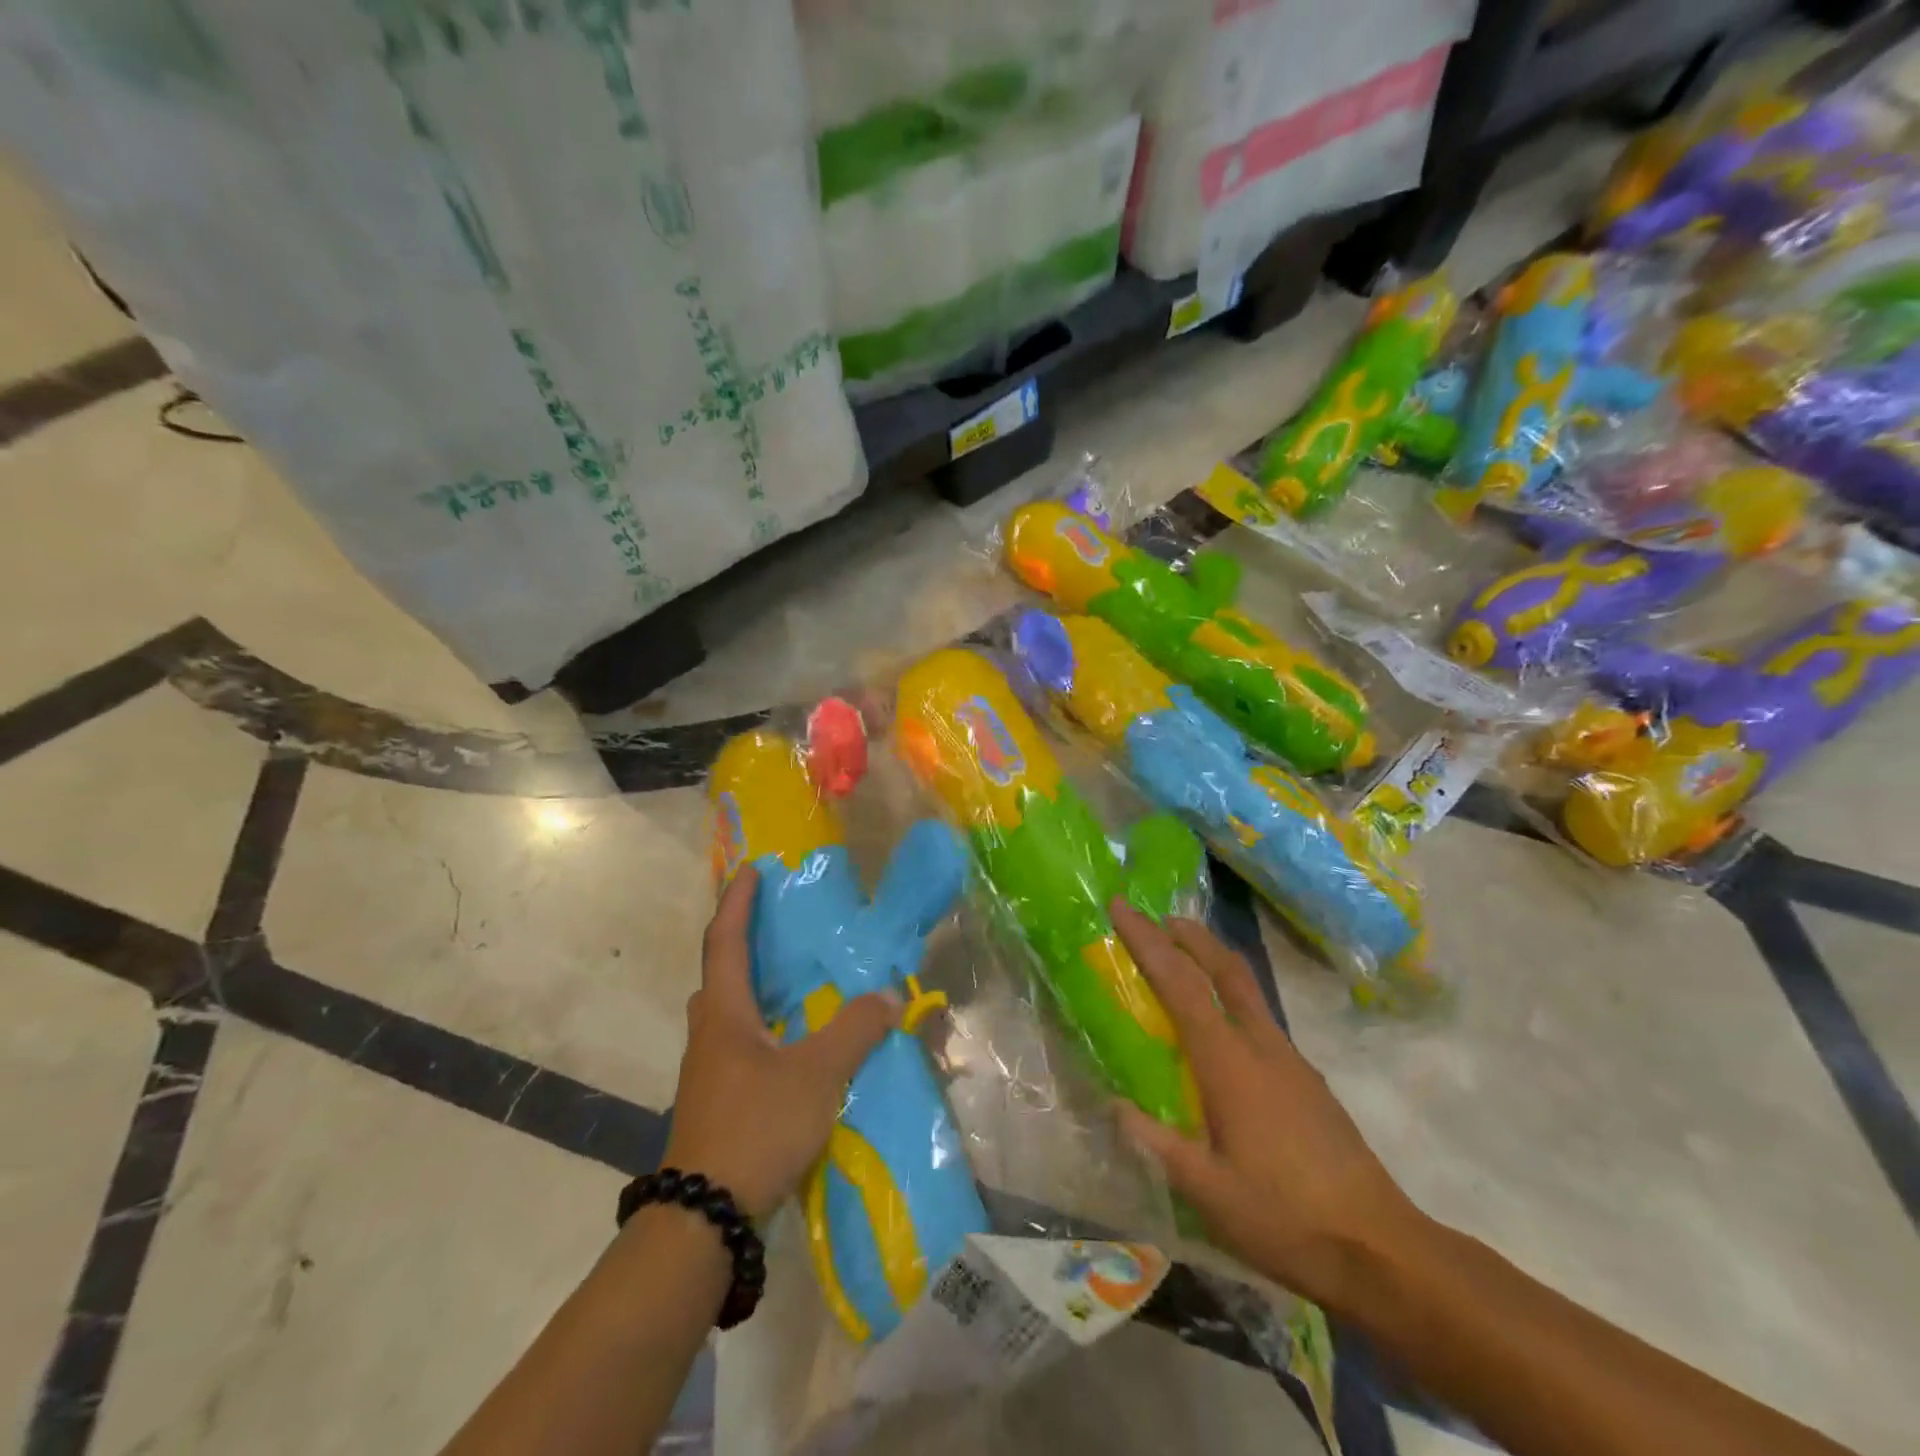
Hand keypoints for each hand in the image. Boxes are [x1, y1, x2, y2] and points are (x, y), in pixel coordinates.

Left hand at [664, 866, 900, 1218]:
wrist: (703, 1217)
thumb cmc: (755, 1127)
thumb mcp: (816, 1075)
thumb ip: (855, 1031)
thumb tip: (890, 995)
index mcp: (725, 1014)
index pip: (725, 942)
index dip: (737, 902)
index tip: (751, 869)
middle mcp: (710, 1034)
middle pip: (720, 975)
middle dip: (741, 942)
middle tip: (775, 925)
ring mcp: (710, 1070)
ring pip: (729, 1012)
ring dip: (753, 987)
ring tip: (791, 979)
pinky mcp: (718, 1100)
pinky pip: (740, 1043)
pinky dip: (764, 1025)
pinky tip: (793, 1041)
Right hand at [1109, 900, 1421, 1307]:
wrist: (1381, 1250)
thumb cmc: (1285, 1217)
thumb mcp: (1206, 1192)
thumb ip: (1155, 1143)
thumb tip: (1114, 1104)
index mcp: (1229, 1062)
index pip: (1180, 984)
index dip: (1147, 941)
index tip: (1122, 907)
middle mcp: (1262, 1046)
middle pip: (1226, 968)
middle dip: (1191, 936)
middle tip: (1161, 918)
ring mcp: (1291, 1060)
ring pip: (1248, 991)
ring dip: (1214, 964)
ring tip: (1185, 965)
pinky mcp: (1308, 1081)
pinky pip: (1261, 1020)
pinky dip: (1233, 1000)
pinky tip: (1223, 1036)